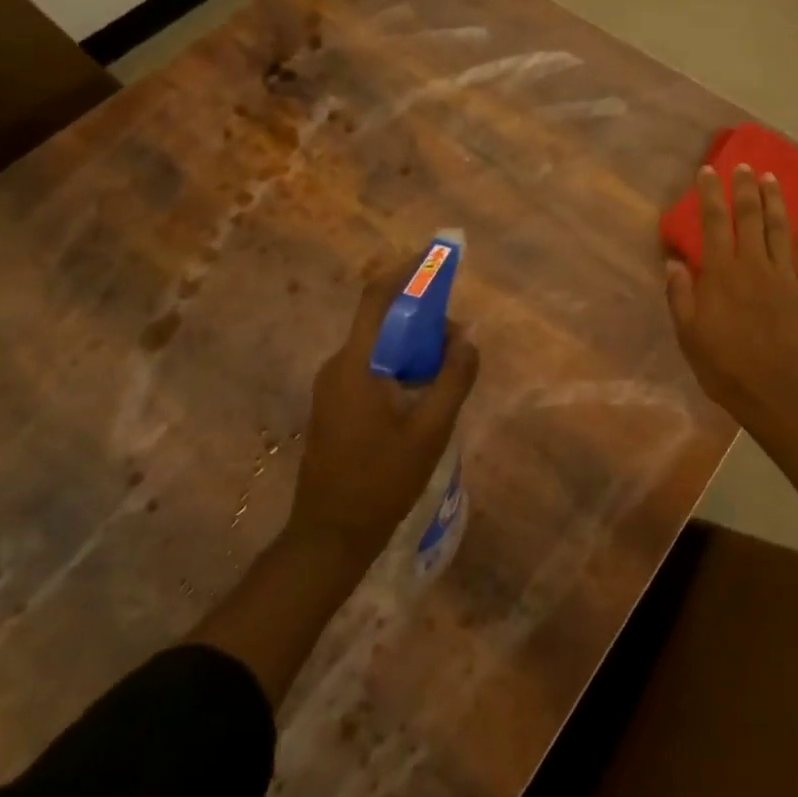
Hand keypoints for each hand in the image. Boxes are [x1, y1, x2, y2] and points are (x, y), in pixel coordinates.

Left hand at [289, 255, 479, 560]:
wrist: (329, 538)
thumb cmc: (381, 483)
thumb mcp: (430, 431)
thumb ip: (453, 379)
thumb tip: (468, 336)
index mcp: (355, 365)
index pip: (377, 298)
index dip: (406, 271)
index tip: (437, 258)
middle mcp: (339, 366)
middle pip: (382, 320)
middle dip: (423, 315)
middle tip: (459, 336)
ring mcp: (334, 387)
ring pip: (379, 345)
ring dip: (414, 343)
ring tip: (449, 365)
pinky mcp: (337, 404)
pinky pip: (373, 366)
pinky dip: (402, 363)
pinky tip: (426, 389)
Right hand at [666, 165, 797, 424]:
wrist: (777, 392)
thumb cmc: (725, 366)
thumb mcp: (689, 334)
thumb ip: (681, 295)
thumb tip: (675, 262)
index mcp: (722, 273)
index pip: (714, 223)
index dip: (711, 194)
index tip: (708, 171)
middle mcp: (753, 265)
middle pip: (750, 217)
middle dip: (745, 187)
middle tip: (743, 165)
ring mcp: (784, 276)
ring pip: (780, 228)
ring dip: (775, 201)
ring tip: (770, 178)